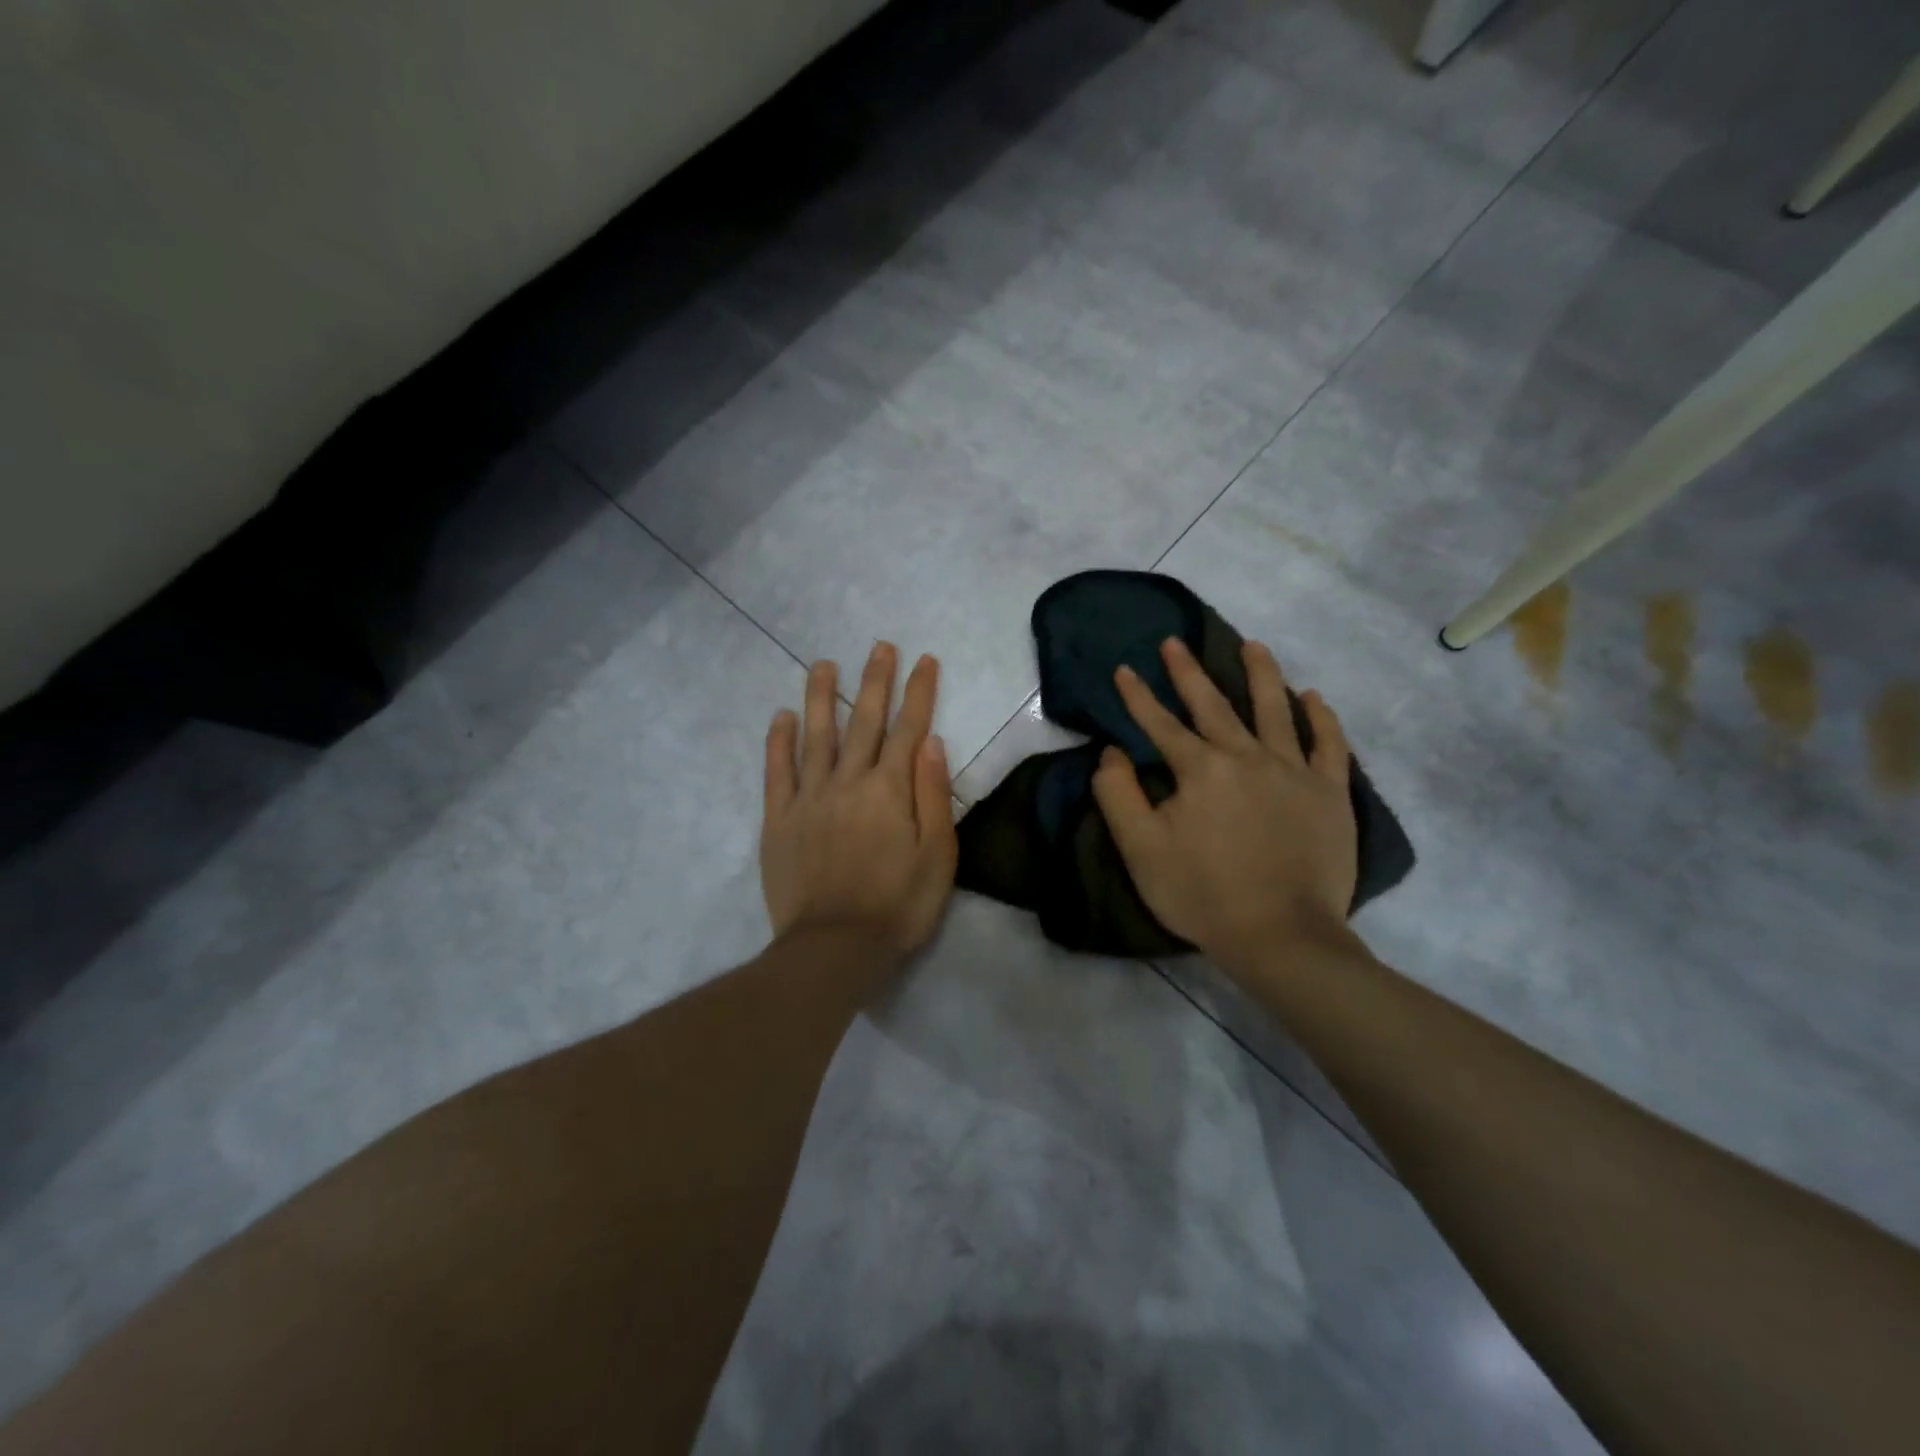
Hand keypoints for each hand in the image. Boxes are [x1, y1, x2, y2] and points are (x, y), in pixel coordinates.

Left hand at [761, 643, 957, 968]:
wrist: (834, 947)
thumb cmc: (898, 905)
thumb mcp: (938, 856)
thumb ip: (933, 795)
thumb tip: (930, 741)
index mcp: (891, 789)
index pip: (909, 728)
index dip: (919, 692)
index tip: (924, 660)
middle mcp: (849, 781)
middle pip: (864, 720)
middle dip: (875, 680)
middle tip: (879, 647)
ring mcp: (809, 797)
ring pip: (816, 735)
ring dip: (821, 696)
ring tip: (823, 664)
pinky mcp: (779, 819)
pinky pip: (777, 771)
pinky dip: (778, 741)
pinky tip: (781, 717)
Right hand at [1092, 637, 1358, 979]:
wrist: (1281, 936)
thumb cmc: (1202, 894)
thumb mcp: (1140, 849)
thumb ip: (1118, 795)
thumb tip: (1112, 753)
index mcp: (1200, 769)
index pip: (1161, 724)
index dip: (1137, 696)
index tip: (1123, 669)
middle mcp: (1247, 756)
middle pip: (1214, 705)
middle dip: (1189, 672)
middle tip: (1174, 642)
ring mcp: (1294, 771)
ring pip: (1276, 710)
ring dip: (1261, 674)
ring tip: (1253, 645)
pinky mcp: (1329, 793)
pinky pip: (1329, 744)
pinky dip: (1321, 718)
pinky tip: (1313, 697)